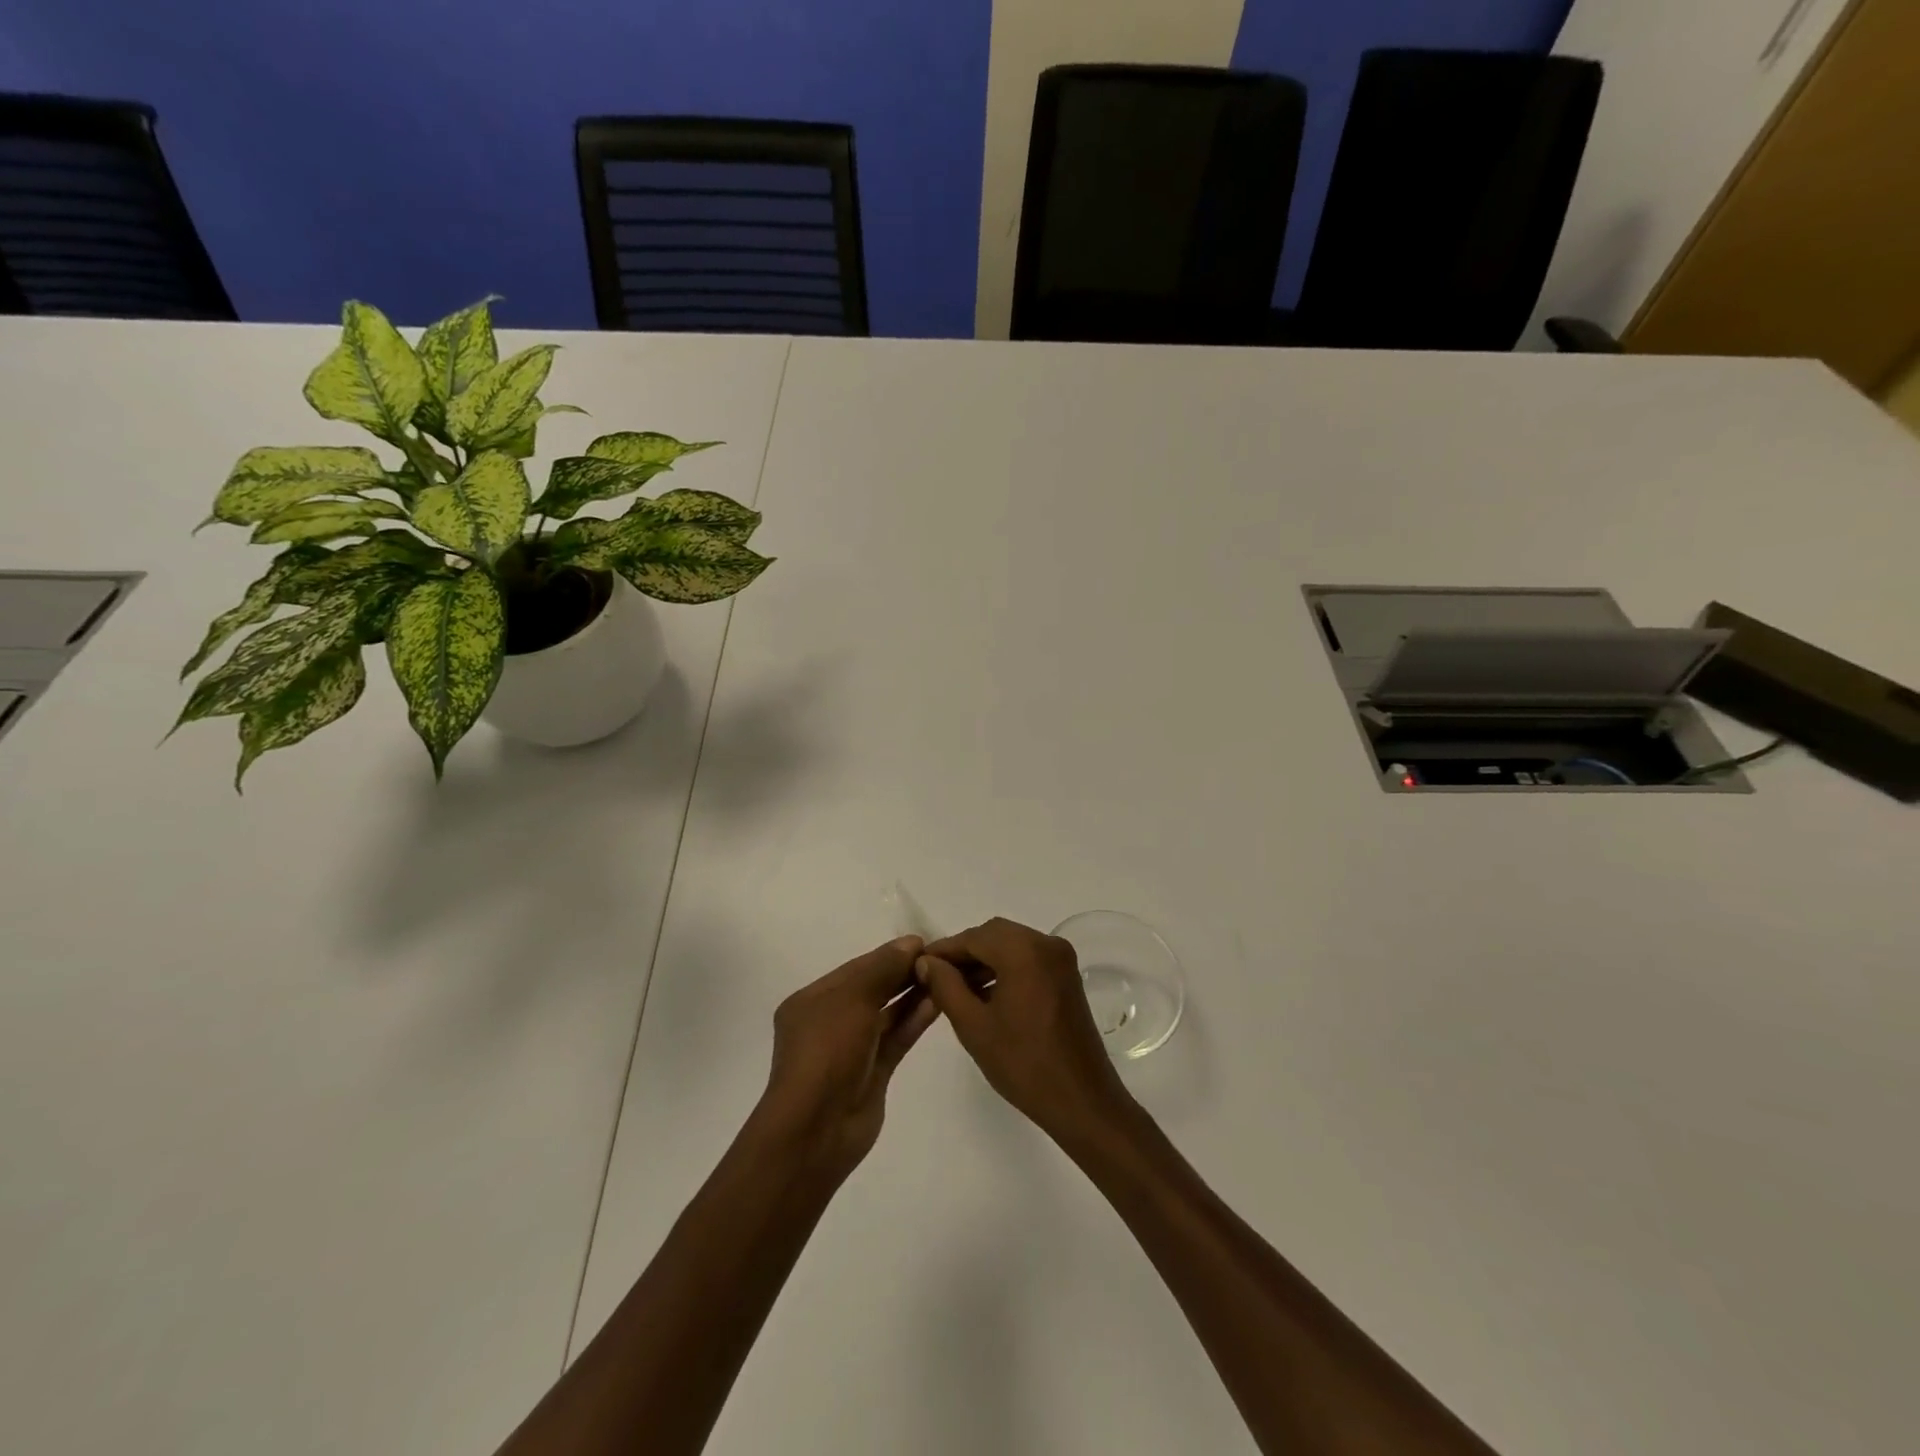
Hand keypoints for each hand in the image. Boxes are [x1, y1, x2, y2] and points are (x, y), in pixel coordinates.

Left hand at [753, 935, 938, 1180]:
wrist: (817, 1129)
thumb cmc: (826, 1052)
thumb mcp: (851, 999)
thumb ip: (882, 968)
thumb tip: (910, 943)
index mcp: (812, 1001)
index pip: (856, 968)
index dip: (888, 954)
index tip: (922, 942)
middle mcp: (830, 1021)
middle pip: (872, 988)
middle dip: (902, 972)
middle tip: (939, 957)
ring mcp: (852, 1049)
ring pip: (887, 1014)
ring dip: (912, 994)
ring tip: (945, 976)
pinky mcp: (873, 1072)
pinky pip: (896, 1038)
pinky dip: (914, 1020)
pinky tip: (938, 1003)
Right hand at [916, 918, 1134, 1142]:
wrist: (1081, 1101)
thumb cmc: (1023, 1064)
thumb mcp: (974, 1026)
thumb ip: (946, 987)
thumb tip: (926, 962)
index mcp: (1025, 951)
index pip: (974, 937)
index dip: (944, 950)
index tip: (918, 966)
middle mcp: (1047, 943)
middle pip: (994, 935)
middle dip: (964, 953)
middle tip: (935, 978)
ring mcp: (1061, 959)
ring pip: (1011, 945)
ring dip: (984, 961)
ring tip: (955, 990)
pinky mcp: (1067, 976)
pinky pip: (1028, 959)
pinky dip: (1005, 968)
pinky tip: (985, 995)